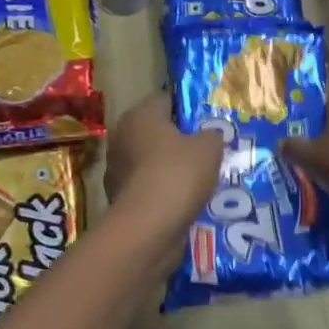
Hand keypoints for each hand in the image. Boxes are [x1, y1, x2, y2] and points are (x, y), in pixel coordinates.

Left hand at [105, 94, 222, 233]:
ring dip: (171, 168)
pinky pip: (148, 188)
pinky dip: (163, 192)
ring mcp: (117, 169)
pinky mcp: (119, 198)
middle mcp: (122, 137)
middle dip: (180, 140)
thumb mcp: (210, 147)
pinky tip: (185, 201)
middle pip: (157, 132)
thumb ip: (212, 135)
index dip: (188, 108)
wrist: (148, 228)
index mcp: (140, 115)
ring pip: (151, 161)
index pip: (166, 100)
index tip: (208, 122)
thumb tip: (209, 136)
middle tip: (208, 151)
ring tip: (201, 179)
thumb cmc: (178, 174)